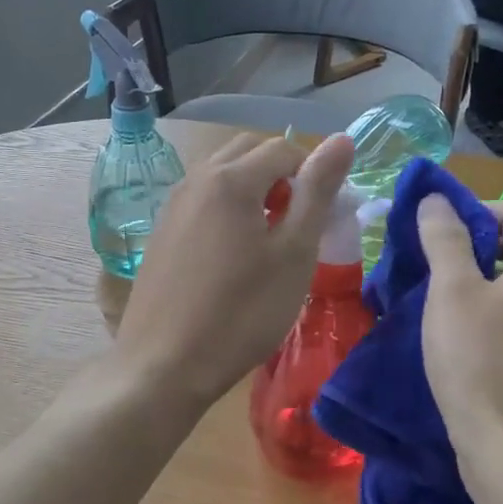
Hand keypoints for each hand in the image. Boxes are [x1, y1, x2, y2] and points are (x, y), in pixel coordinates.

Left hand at [115, 131, 354, 407]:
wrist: (165, 365)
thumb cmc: (242, 313)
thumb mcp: (294, 254)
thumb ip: (317, 193)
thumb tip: (341, 139)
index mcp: (231, 179)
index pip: (284, 149)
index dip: (313, 174)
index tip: (323, 217)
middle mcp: (195, 179)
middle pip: (248, 152)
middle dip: (280, 174)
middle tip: (297, 223)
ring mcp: (172, 205)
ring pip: (221, 175)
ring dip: (252, 190)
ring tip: (268, 240)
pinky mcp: (160, 233)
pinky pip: (201, 201)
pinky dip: (225, 209)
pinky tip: (232, 256)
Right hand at [417, 196, 502, 475]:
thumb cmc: (479, 361)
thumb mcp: (452, 292)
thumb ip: (444, 240)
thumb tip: (436, 199)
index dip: (474, 211)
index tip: (434, 233)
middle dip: (468, 248)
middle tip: (425, 266)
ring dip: (470, 285)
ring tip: (430, 301)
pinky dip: (479, 317)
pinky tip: (450, 338)